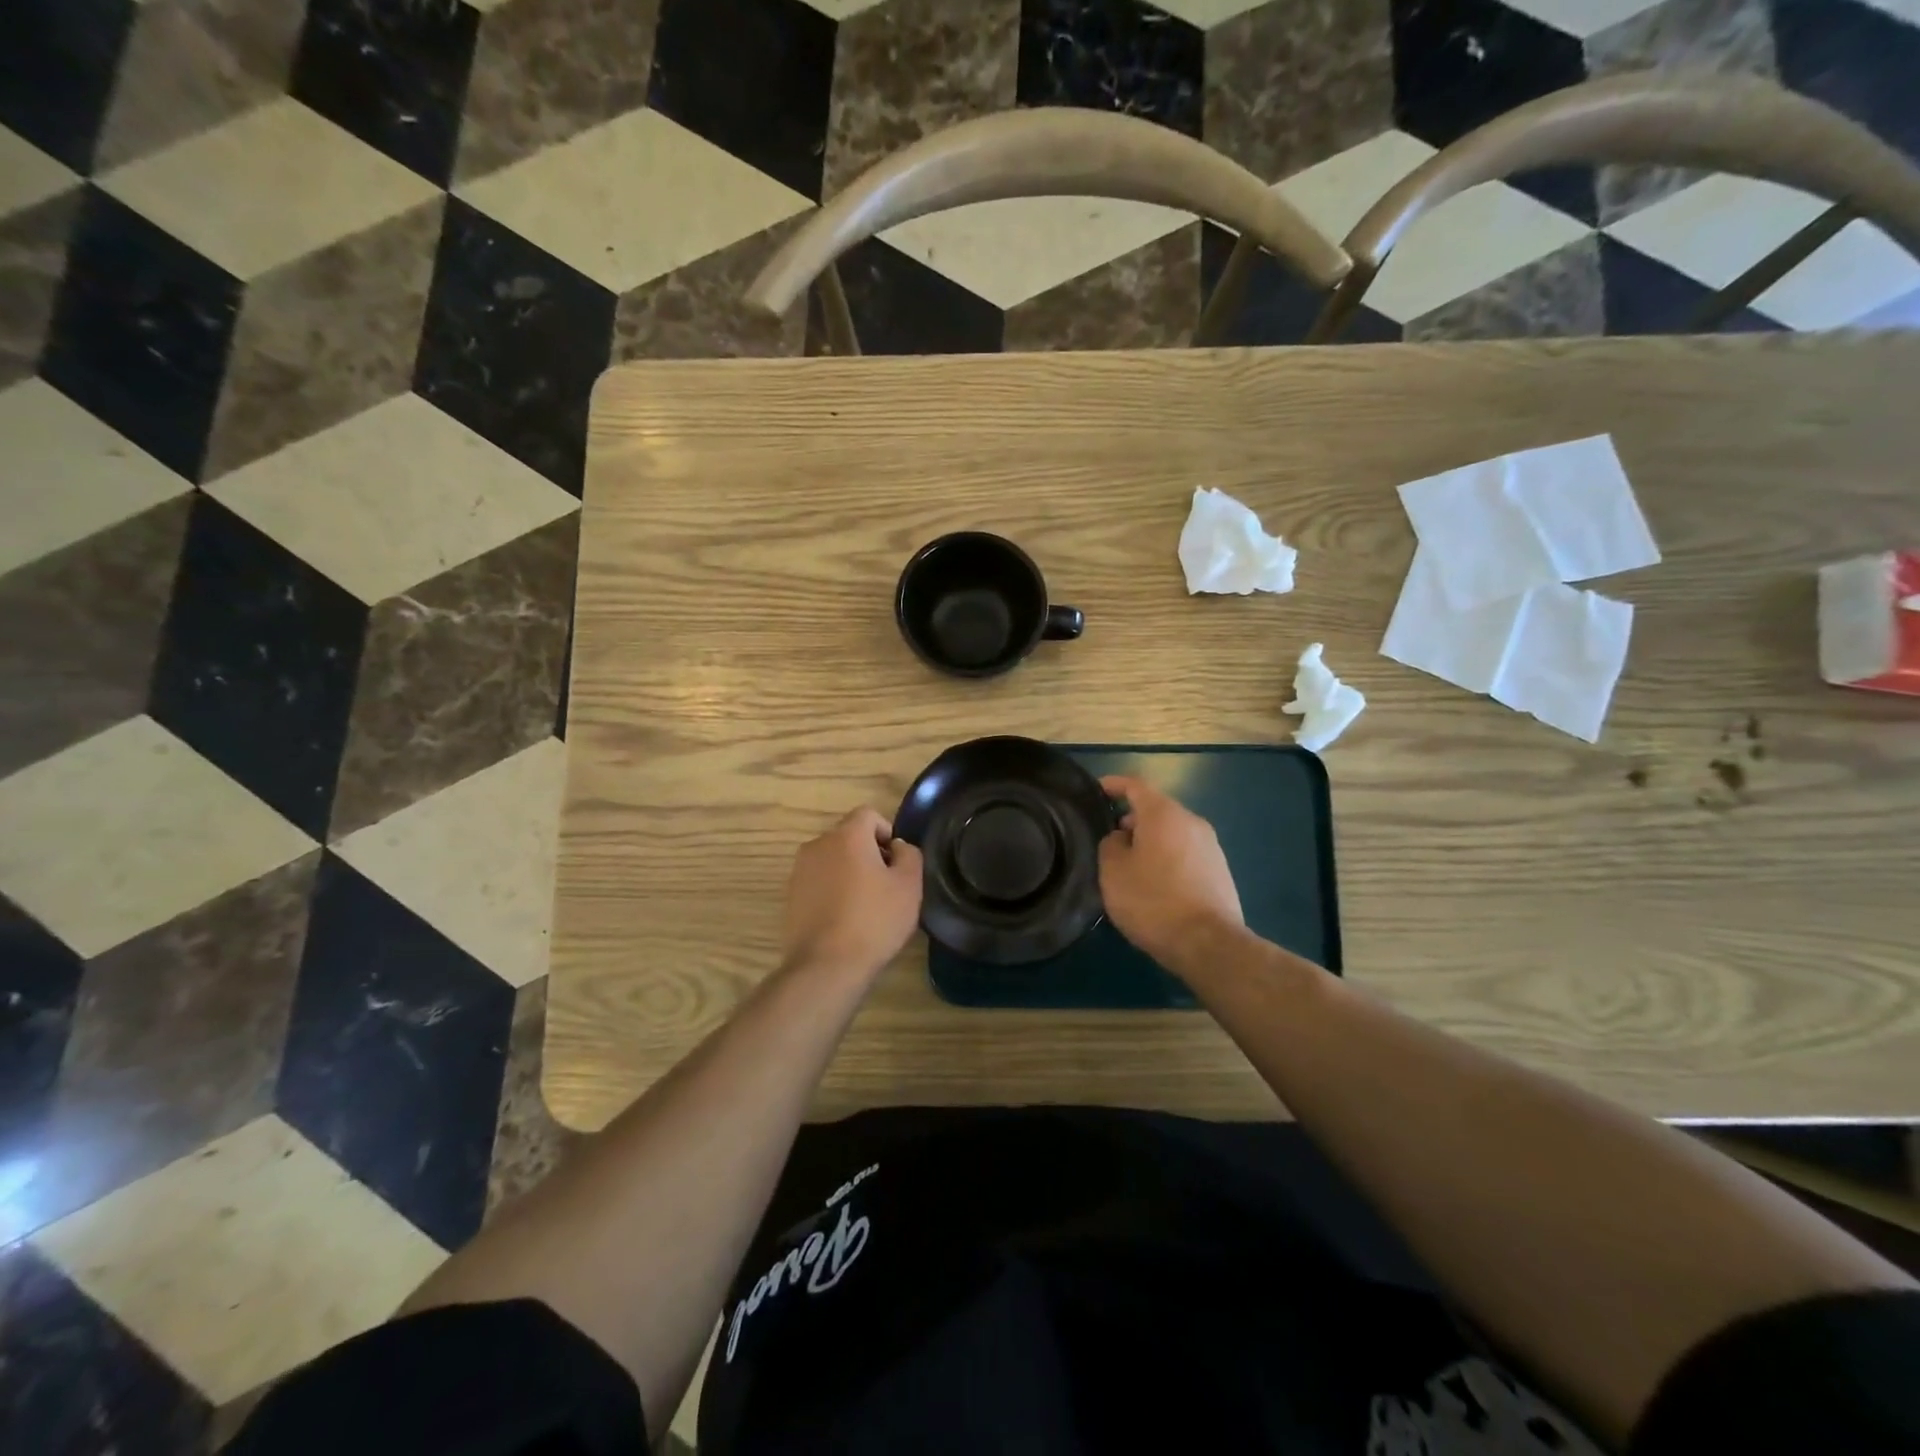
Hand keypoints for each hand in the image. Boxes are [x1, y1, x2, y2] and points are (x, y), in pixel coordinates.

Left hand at [782, 807, 923, 980]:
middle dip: (868, 852)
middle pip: (849, 836)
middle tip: (885, 885)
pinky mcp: (790, 895)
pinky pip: (818, 880)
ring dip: (849, 871)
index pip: (869, 814)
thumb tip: (896, 847)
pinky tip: (844, 918)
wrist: (826, 965)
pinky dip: (832, 889)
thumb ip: (908, 854)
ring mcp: (800, 870)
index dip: (887, 833)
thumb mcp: (909, 885)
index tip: (896, 863)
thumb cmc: (874, 920)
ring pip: (832, 859)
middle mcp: (818, 844)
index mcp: (847, 835)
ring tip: (864, 904)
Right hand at [1097, 776, 1243, 971]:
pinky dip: (1167, 858)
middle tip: (1110, 838)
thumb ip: (1110, 844)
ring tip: (1131, 865)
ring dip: (1151, 841)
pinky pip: (1185, 854)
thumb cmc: (1152, 900)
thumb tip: (1121, 839)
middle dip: (1132, 819)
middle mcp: (1192, 822)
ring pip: (1172, 833)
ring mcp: (1211, 846)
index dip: (1114, 785)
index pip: (1135, 785)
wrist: (1207, 943)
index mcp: (1163, 814)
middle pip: (1157, 810)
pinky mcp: (1220, 871)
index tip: (1097, 790)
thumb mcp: (1113, 871)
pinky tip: (1155, 884)